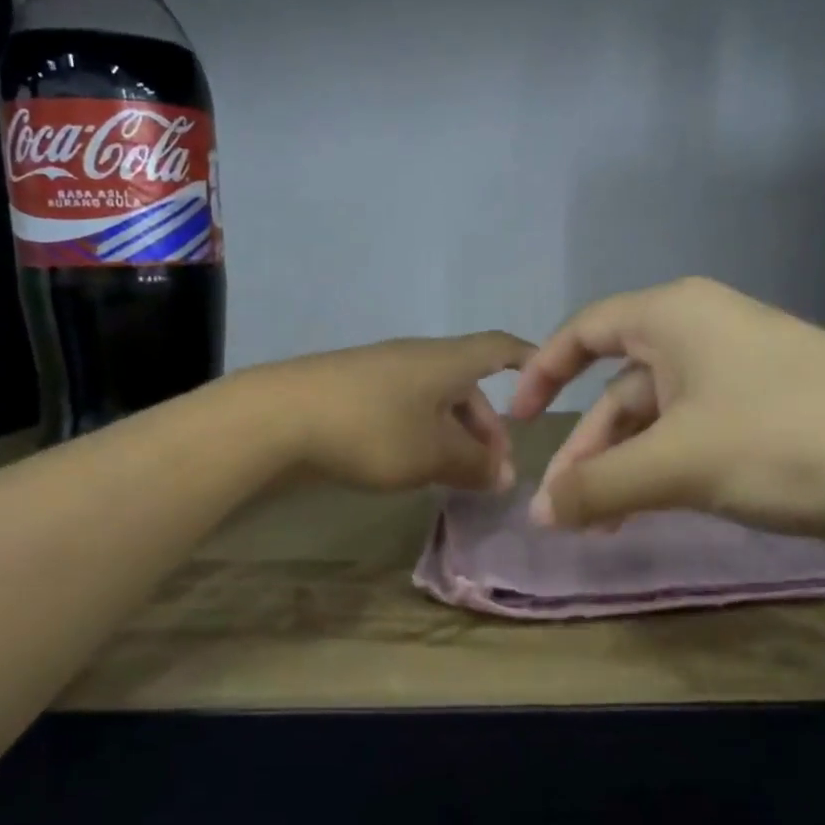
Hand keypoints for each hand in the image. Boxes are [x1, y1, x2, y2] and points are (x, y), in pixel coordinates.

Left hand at [256, 332, 533, 492]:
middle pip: (466, 385)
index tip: (546, 379)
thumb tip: (504, 474)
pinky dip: (422, 435)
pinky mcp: (352, 393)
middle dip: (487, 427)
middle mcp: (417, 358)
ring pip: (434, 401)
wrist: (278, 417)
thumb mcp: (432, 453)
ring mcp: (381, 373)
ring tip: (455, 476)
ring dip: (454, 435)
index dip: (527, 360)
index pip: (499, 348)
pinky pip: (405, 410)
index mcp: (445, 361)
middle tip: (493, 472)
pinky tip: (413, 466)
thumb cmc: (371, 429)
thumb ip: (474, 464)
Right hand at [508, 277, 824, 539]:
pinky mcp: (768, 420)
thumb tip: (536, 515)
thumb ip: (597, 486)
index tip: (517, 420)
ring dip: (622, 469)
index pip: (585, 330)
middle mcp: (703, 336)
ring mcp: (739, 379)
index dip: (543, 371)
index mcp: (675, 316)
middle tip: (559, 509)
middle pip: (619, 387)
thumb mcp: (678, 461)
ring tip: (598, 527)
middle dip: (585, 448)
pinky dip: (663, 475)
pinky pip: (693, 441)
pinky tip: (649, 514)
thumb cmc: (787, 439)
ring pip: (657, 421)